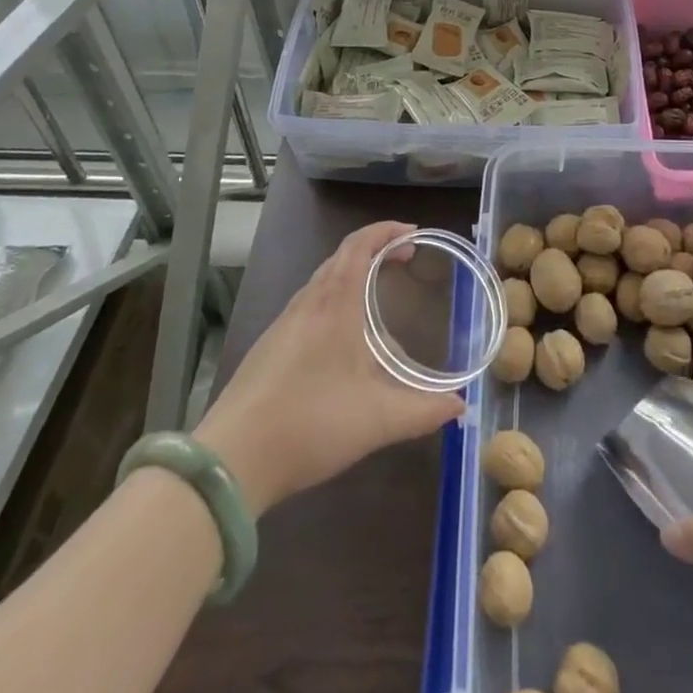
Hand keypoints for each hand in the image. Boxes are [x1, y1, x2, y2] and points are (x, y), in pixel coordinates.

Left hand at [194, 220, 464, 513]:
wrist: (231, 461)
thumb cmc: (310, 424)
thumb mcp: (377, 420)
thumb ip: (423, 411)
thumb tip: (460, 406)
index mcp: (335, 304)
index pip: (360, 245)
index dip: (386, 231)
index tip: (413, 234)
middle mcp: (308, 303)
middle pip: (341, 257)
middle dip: (375, 249)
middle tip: (404, 260)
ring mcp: (284, 324)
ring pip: (322, 280)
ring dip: (352, 273)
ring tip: (378, 295)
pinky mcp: (269, 347)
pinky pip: (309, 304)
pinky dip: (334, 298)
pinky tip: (343, 338)